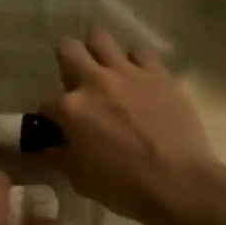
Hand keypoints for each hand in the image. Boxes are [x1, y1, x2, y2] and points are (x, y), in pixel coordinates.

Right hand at [39, 29, 220, 224]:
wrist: (178, 182)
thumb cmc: (123, 186)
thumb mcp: (80, 179)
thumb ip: (59, 157)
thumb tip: (48, 147)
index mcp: (71, 109)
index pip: (47, 102)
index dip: (50, 115)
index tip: (58, 125)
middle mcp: (95, 81)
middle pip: (68, 49)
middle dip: (65, 59)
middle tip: (74, 76)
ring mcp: (128, 73)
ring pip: (101, 38)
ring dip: (97, 49)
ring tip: (104, 65)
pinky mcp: (158, 73)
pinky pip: (139, 52)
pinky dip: (133, 61)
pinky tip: (137, 75)